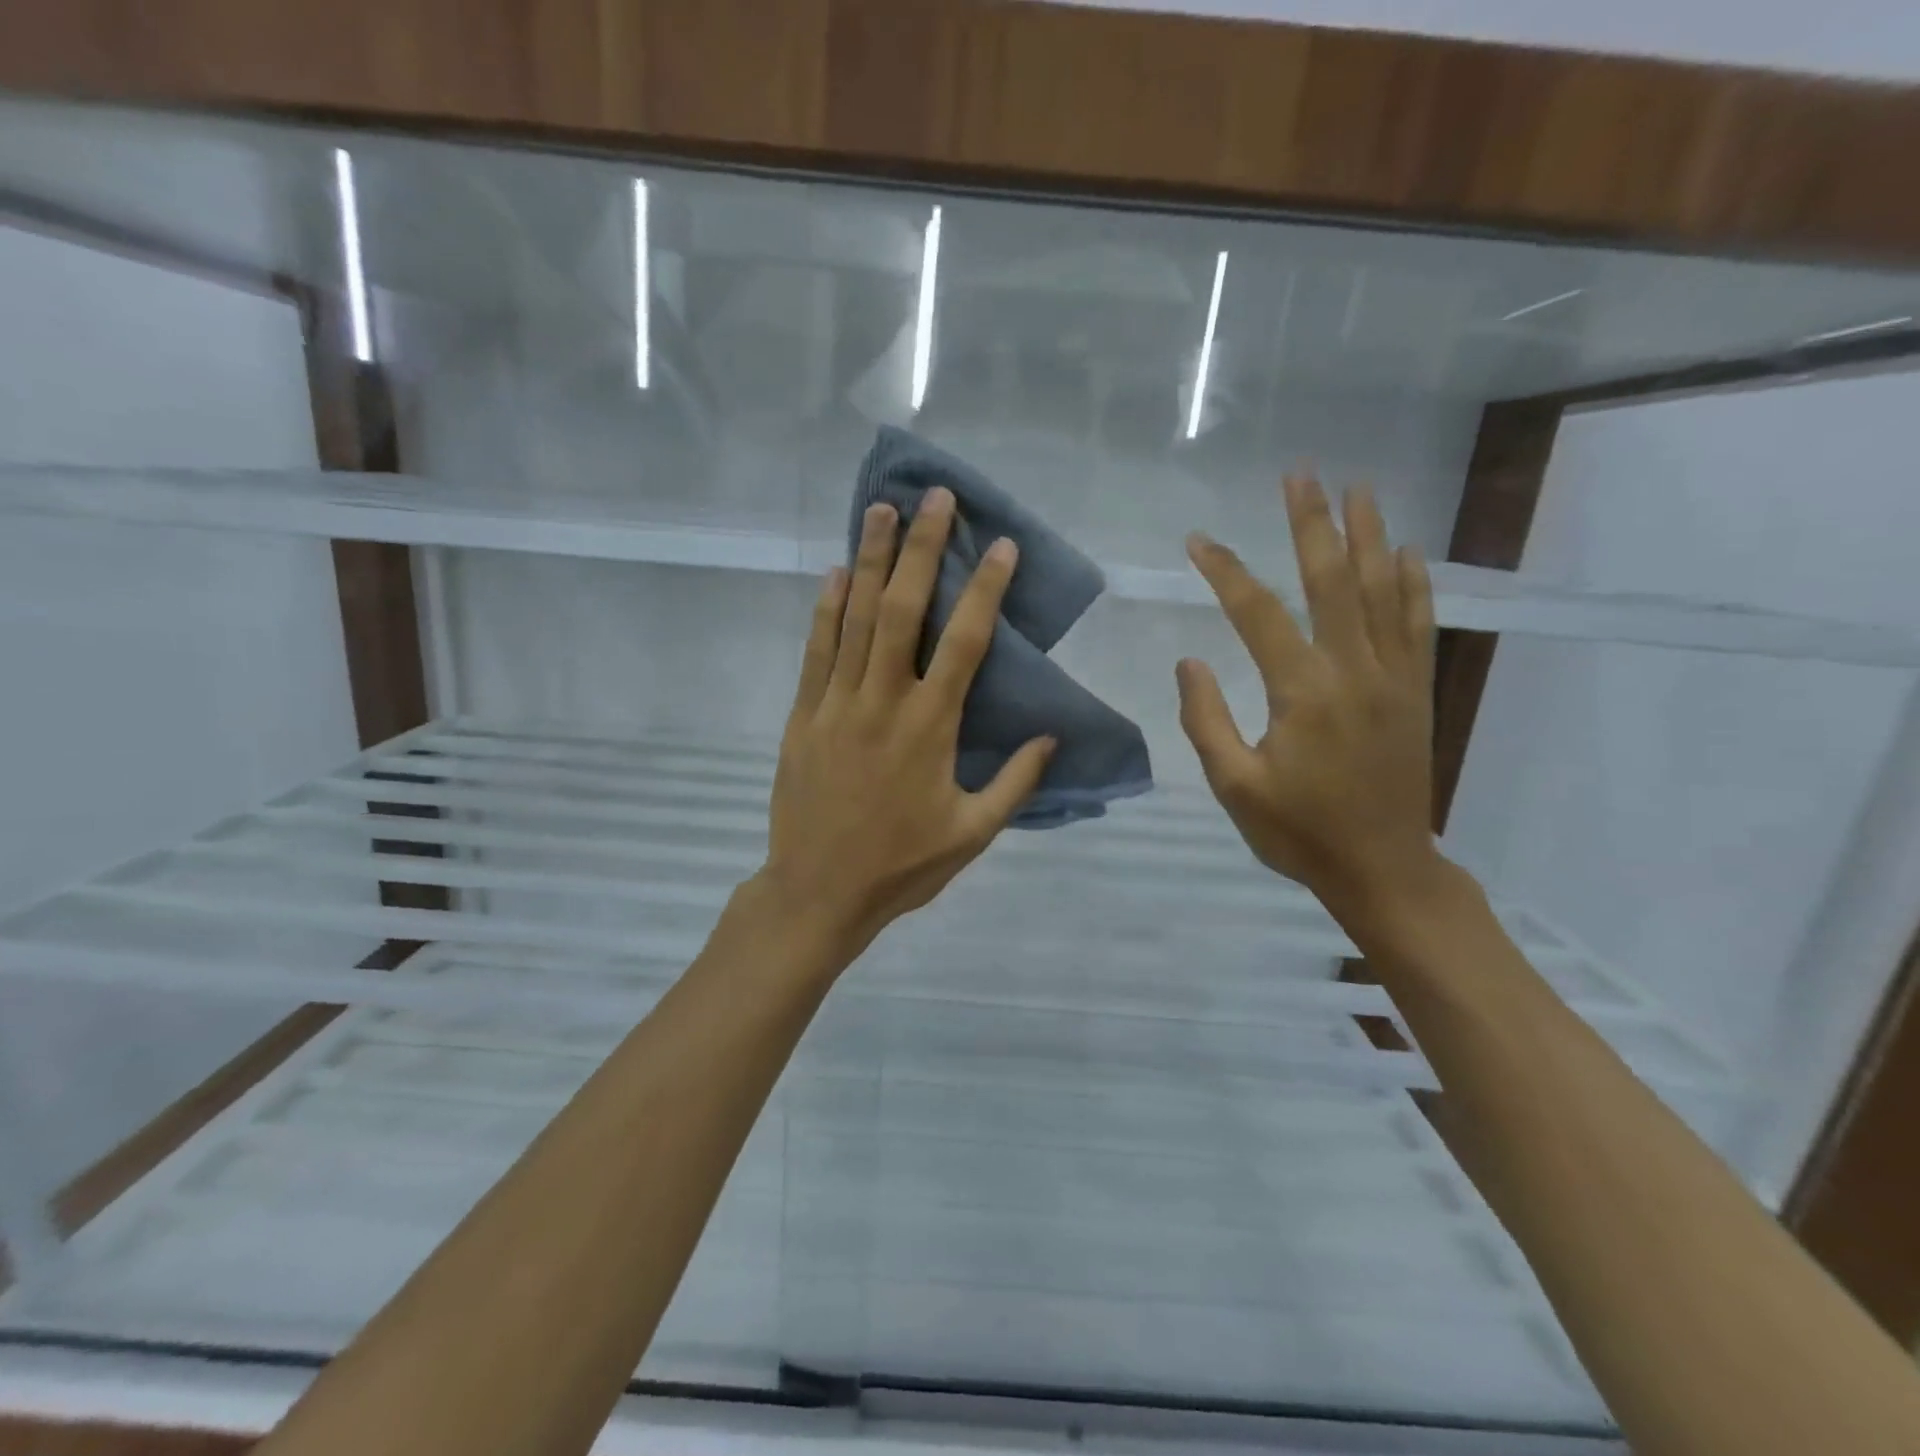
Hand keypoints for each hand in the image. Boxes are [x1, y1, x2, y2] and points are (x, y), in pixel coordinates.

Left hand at [756, 489, 1055, 960]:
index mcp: (931, 728)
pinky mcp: (803, 716)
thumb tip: (1051, 736)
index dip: (985, 590)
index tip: (1000, 545)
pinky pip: (816, 652)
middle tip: (935, 498)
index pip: (966, 643)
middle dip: (922, 549)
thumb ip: (1015, 783)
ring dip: (871, 561)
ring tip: (882, 510)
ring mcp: (837, 705)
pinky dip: (826, 610)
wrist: (818, 892)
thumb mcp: (973, 834)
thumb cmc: (902, 866)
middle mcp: (884, 702)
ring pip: (857, 619)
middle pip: (904, 610)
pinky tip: (835, 574)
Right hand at [1176, 474, 1440, 921]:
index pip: (1257, 613)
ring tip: (1358, 488)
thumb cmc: (1299, 831)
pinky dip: (1412, 584)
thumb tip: (1189, 661)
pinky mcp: (1416, 691)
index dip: (1225, 572)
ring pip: (1380, 591)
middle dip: (1313, 523)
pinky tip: (1406, 552)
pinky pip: (1417, 624)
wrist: (1383, 868)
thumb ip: (1205, 720)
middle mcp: (1353, 670)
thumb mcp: (1234, 785)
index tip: (1199, 541)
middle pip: (1331, 581)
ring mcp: (1394, 677)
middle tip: (1302, 473)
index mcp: (1302, 692)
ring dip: (1367, 535)